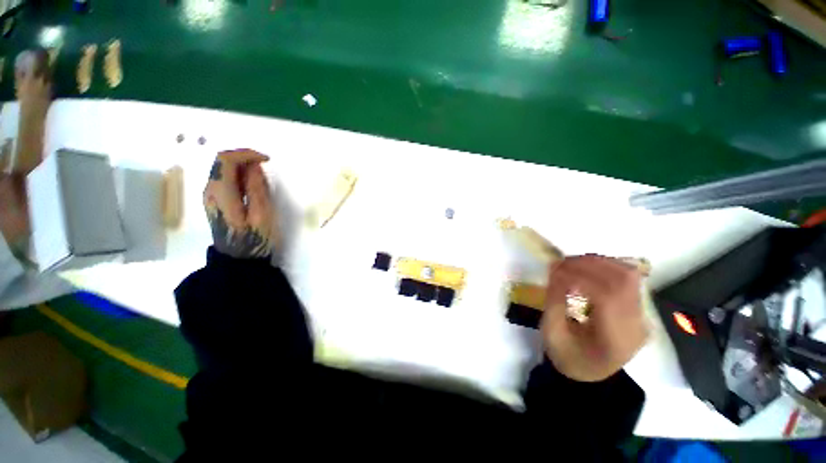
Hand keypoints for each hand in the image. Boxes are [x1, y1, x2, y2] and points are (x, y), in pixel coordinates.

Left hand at [203, 149, 274, 258]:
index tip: (267, 160)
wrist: (239, 260)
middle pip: (221, 162)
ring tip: (262, 179)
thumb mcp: (262, 215)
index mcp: (220, 194)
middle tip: (266, 168)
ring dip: (243, 167)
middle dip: (245, 159)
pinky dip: (240, 176)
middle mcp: (210, 191)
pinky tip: (253, 187)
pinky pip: (225, 179)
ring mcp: (210, 196)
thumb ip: (257, 189)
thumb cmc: (255, 239)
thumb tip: (254, 166)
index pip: (226, 160)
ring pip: (223, 169)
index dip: (246, 154)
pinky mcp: (215, 201)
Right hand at [540, 255, 646, 381]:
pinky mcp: (638, 309)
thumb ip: (554, 300)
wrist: (590, 373)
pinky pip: (628, 279)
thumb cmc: (567, 356)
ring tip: (573, 263)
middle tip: (561, 262)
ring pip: (629, 275)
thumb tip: (555, 269)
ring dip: (598, 262)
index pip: (607, 297)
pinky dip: (606, 267)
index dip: (579, 277)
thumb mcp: (552, 333)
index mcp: (614, 340)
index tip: (554, 270)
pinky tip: (587, 268)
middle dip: (588, 265)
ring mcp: (641, 317)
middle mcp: (636, 326)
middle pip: (622, 281)